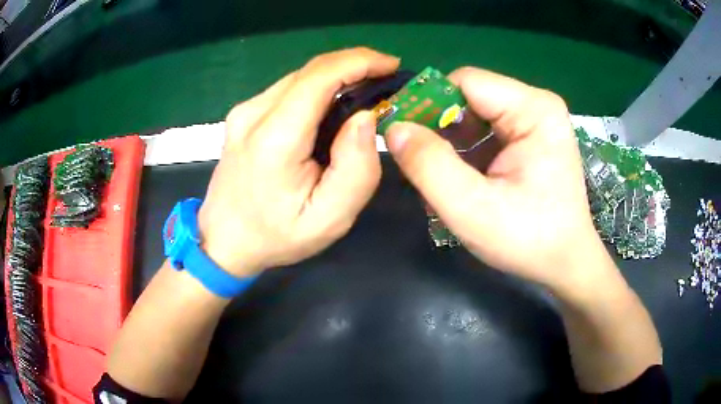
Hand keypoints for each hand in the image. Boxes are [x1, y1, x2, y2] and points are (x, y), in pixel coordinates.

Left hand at [198, 48, 399, 277]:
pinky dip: (317, 90)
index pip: (319, 77)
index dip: (360, 62)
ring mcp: (244, 111)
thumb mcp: (329, 219)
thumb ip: (355, 168)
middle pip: (311, 71)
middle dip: (354, 67)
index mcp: (274, 139)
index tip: (391, 65)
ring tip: (365, 94)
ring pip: (300, 78)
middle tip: (386, 81)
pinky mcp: (243, 115)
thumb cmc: (276, 236)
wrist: (224, 241)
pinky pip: (288, 90)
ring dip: (337, 78)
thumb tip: (365, 117)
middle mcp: (253, 114)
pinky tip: (332, 109)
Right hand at [386, 67, 607, 290]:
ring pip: (473, 114)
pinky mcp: (529, 137)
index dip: (427, 102)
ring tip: (435, 176)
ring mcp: (534, 120)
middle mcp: (536, 105)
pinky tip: (458, 178)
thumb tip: (394, 128)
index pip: (465, 82)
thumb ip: (429, 165)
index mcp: (534, 109)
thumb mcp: (472, 209)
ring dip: (449, 142)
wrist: (565, 263)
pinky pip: (485, 131)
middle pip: (469, 96)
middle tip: (415, 161)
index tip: (399, 133)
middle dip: (438, 127)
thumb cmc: (528, 240)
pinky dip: (464, 151)